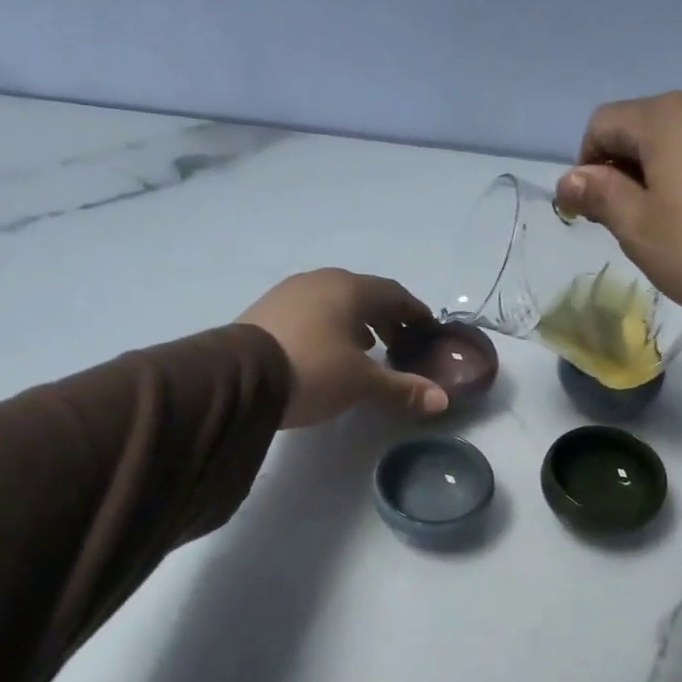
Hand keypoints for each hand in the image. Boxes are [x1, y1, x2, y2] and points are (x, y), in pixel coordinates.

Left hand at [237, 269, 449, 427]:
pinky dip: (329, 326)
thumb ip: (403, 388)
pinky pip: (310, 312)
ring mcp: (289, 292)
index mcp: (350, 289)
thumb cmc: (313, 371)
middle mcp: (320, 281)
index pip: (394, 294)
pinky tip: (327, 350)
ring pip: (334, 302)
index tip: (426, 331)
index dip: (414, 313)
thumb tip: (442, 400)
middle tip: (398, 344)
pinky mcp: (267, 310)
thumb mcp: (362, 383)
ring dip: (356, 322)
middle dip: (385, 318)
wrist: (240, 378)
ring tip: (365, 349)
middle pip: (364, 295)